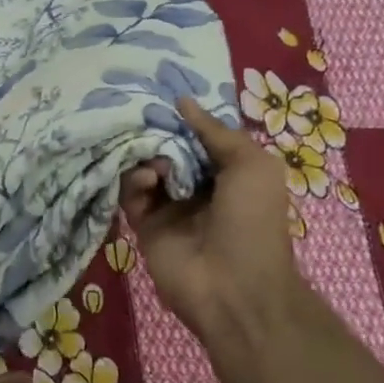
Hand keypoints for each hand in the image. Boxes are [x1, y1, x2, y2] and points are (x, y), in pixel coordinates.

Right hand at [118, 96, 303, 344]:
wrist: (234, 288)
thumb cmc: (253, 222)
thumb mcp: (251, 165)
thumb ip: (216, 131)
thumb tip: (182, 101)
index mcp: (227, 172)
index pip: (198, 136)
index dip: (183, 118)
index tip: (162, 94)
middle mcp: (197, 186)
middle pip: (167, 148)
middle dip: (158, 131)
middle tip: (144, 116)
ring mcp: (169, 206)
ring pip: (144, 167)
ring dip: (146, 155)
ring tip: (155, 160)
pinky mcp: (144, 225)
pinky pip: (130, 194)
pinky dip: (134, 181)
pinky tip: (147, 178)